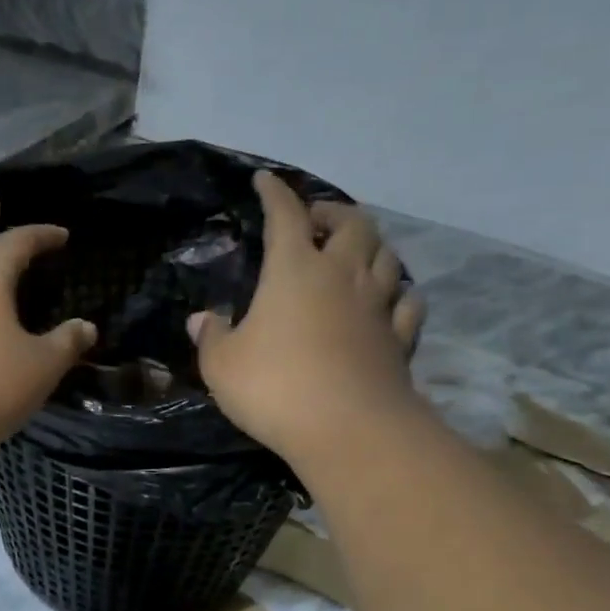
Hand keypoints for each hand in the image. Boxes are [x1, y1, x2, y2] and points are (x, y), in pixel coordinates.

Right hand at [190, 172, 425, 464]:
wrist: (348, 429)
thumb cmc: (275, 387)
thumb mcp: (222, 365)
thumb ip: (212, 337)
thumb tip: (201, 320)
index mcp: (294, 270)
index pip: (285, 215)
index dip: (274, 193)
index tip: (265, 181)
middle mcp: (342, 275)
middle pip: (353, 223)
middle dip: (334, 213)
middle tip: (317, 222)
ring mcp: (378, 306)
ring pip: (386, 256)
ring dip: (370, 246)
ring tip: (354, 254)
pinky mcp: (400, 339)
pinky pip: (407, 303)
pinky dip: (399, 293)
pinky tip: (392, 300)